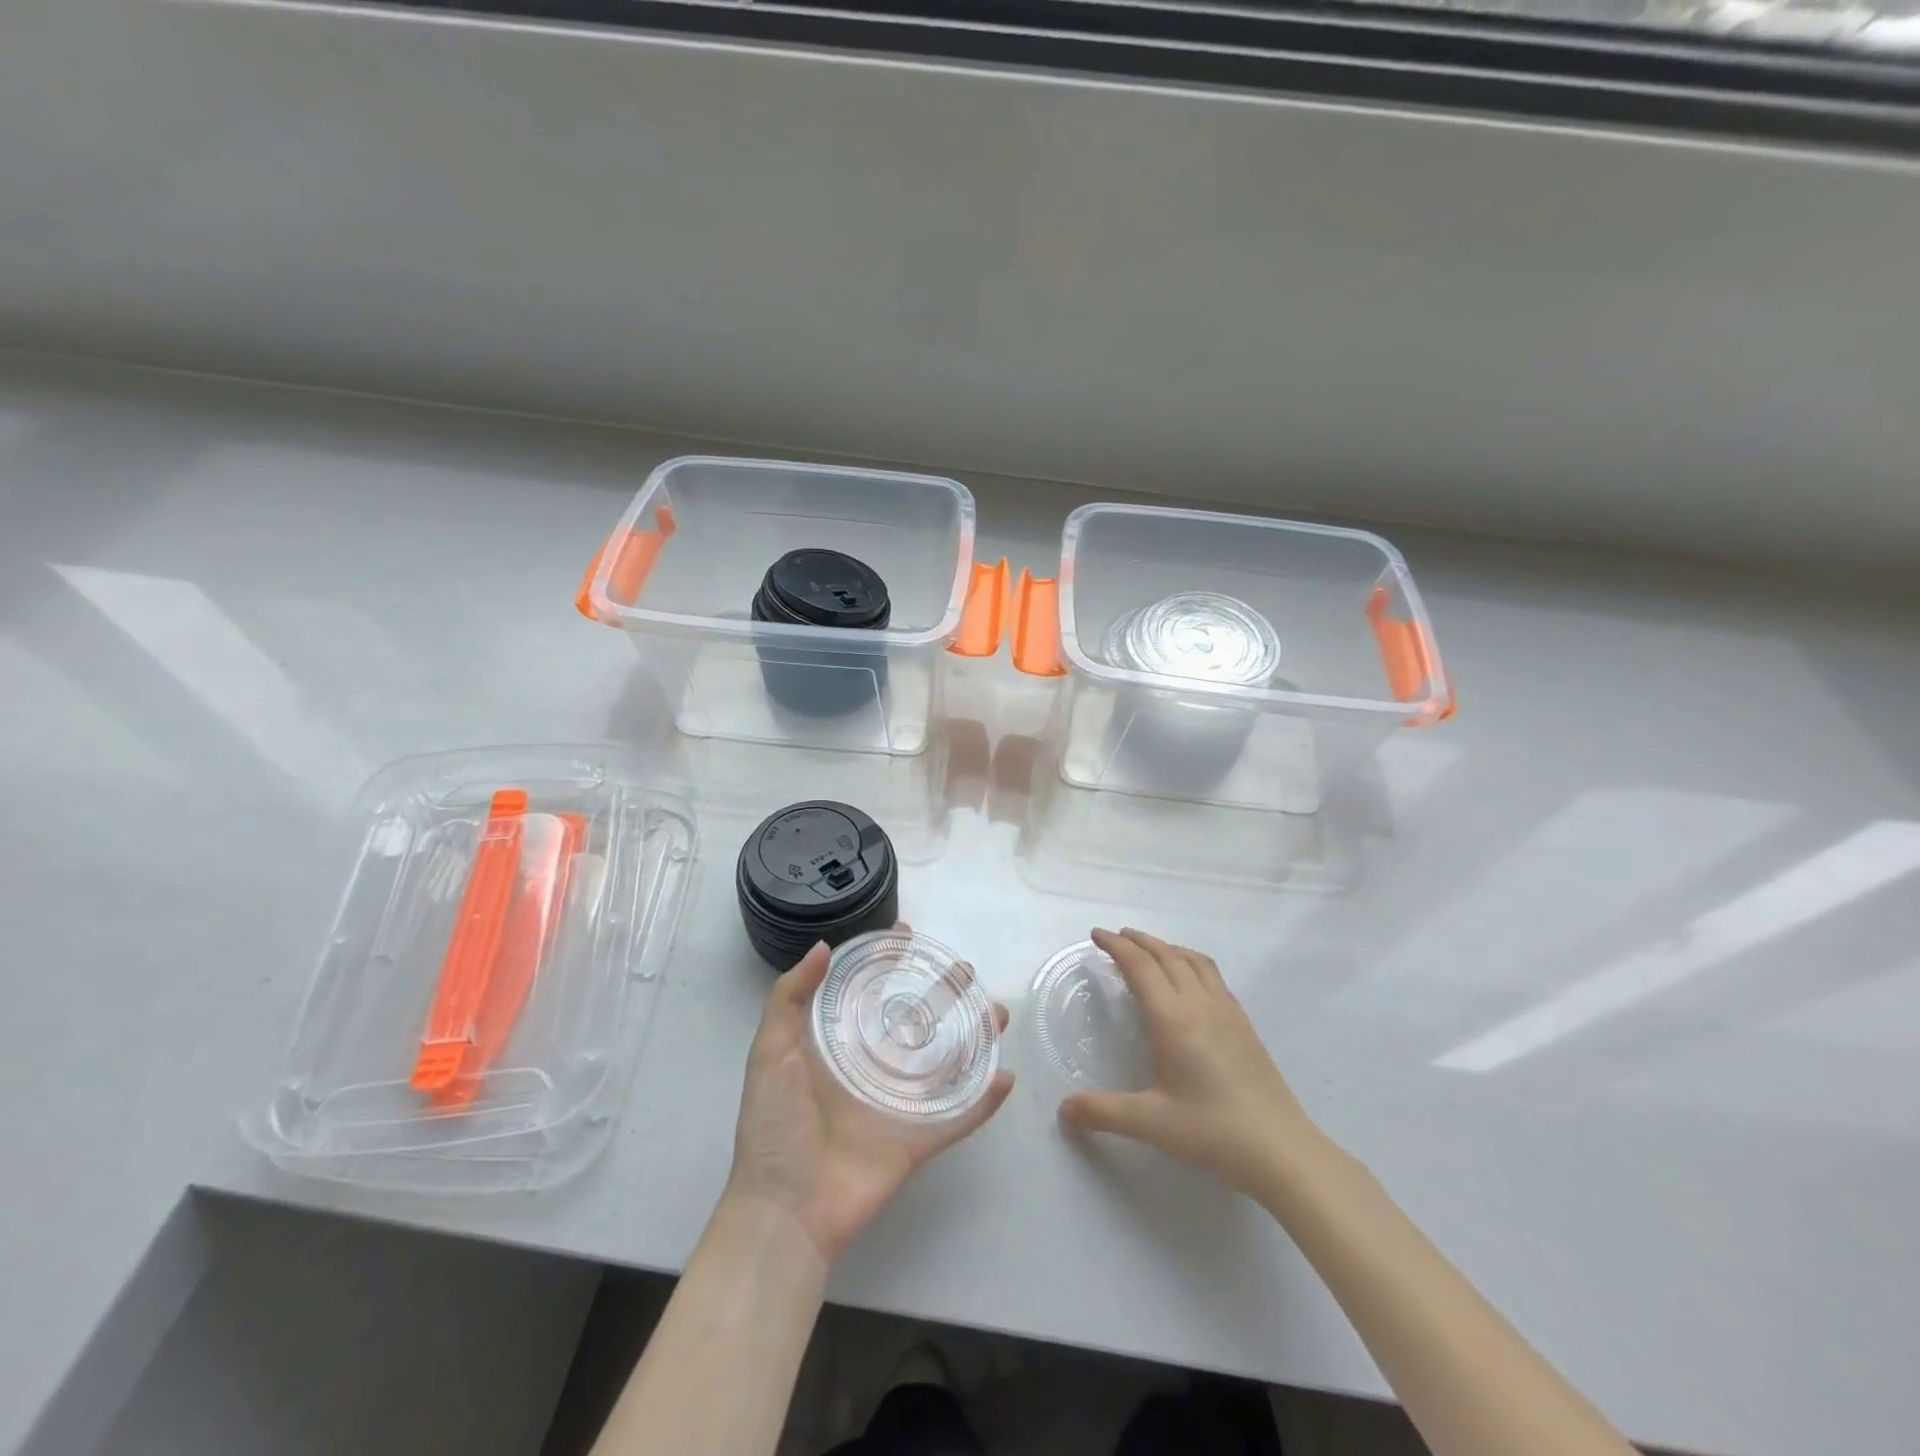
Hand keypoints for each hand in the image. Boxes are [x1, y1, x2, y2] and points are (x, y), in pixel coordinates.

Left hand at [724, 935, 1013, 1265]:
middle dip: (943, 995)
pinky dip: (983, 1102)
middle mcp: (872, 1069)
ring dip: (975, 1038)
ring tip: (998, 1013)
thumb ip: (789, 999)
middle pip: (916, 1022)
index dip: (887, 964)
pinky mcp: (917, 1141)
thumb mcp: (769, 1053)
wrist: (785, 1210)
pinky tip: (1005, 1078)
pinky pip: (957, 1118)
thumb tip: (823, 948)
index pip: (869, 993)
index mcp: (838, 1047)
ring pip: (946, 1063)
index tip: (908, 936)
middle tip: (966, 971)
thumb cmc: (774, 1127)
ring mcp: (898, 1105)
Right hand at [1058, 928, 1318, 1194]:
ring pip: (1192, 960)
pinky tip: (1189, 980)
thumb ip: (1103, 1112)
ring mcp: (1227, 1011)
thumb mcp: (1152, 1123)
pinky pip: (1212, 974)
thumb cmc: (1213, 1132)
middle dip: (1138, 940)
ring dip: (1166, 947)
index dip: (1116, 946)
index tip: (1096, 935)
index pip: (1140, 967)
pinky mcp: (1244, 1023)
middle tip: (1115, 937)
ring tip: (1149, 950)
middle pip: (1166, 955)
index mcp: (1173, 1019)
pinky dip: (1189, 961)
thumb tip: (1063, 1109)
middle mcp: (1199, 1004)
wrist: (1282, 1149)